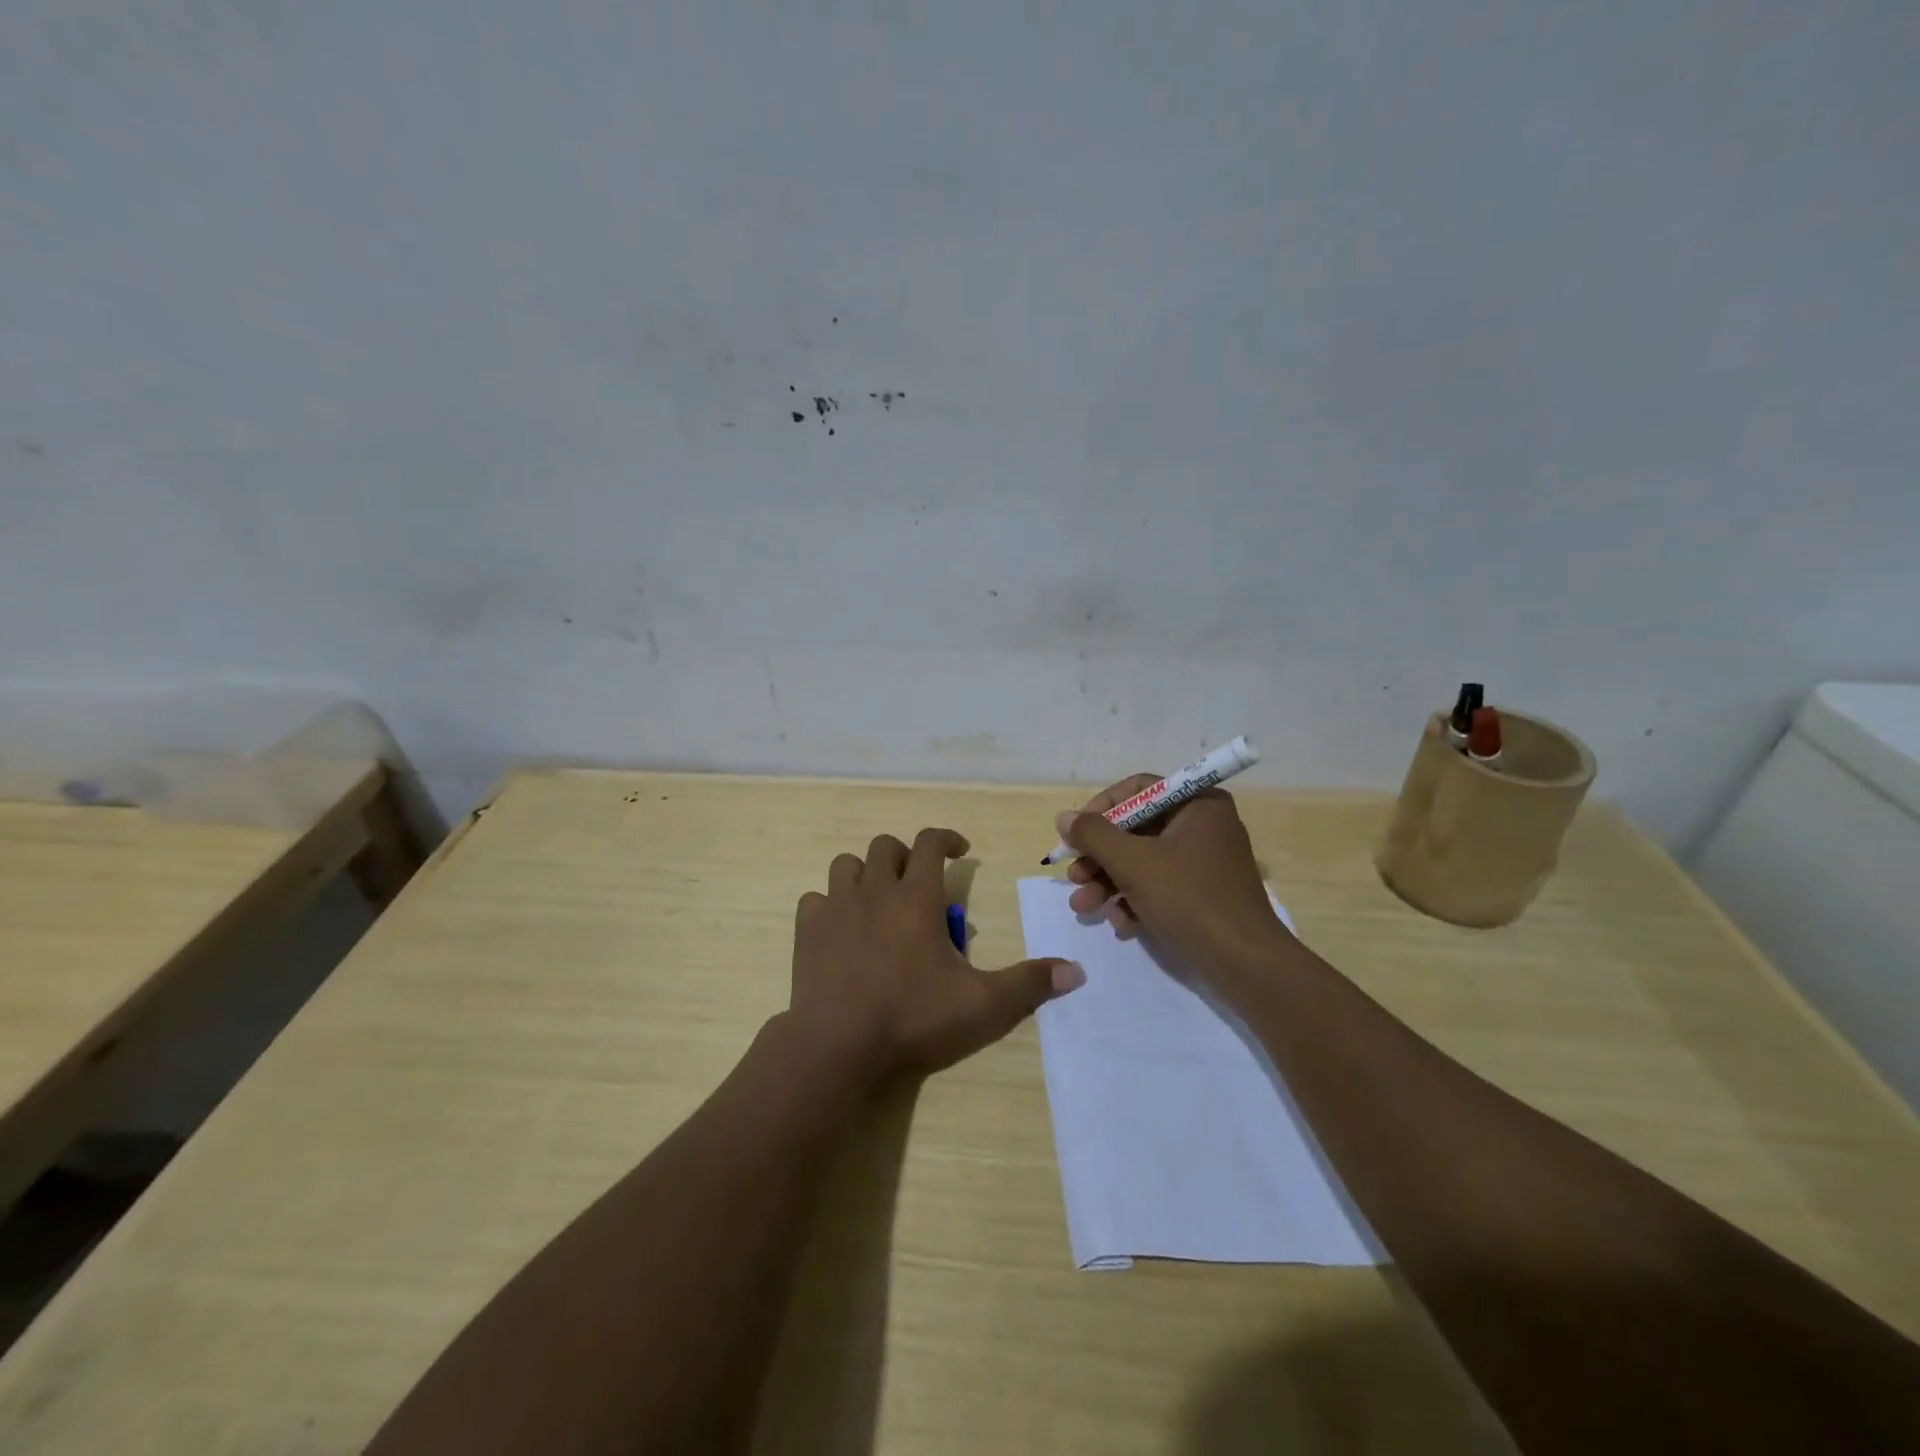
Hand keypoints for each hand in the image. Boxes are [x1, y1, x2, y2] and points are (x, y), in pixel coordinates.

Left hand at [789, 827, 1084, 1086]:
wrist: (837, 1045)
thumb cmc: (913, 1018)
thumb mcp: (982, 1005)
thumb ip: (1029, 984)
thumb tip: (1076, 971)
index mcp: (916, 898)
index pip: (930, 843)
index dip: (947, 838)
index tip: (960, 851)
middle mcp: (874, 891)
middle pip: (886, 847)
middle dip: (906, 857)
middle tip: (919, 885)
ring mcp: (836, 908)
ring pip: (846, 865)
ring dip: (865, 874)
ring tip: (880, 902)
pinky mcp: (807, 932)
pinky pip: (815, 900)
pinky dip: (830, 905)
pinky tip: (842, 929)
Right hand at [1059, 776, 1286, 968]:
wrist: (1245, 964)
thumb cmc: (1189, 898)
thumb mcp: (1133, 862)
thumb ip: (1094, 835)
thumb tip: (1064, 817)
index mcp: (1198, 804)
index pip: (1138, 790)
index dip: (1100, 809)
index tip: (1075, 834)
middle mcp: (1204, 826)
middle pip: (1136, 829)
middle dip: (1100, 857)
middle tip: (1074, 878)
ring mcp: (1205, 862)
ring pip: (1143, 861)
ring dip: (1109, 883)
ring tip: (1084, 907)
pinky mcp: (1203, 895)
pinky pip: (1160, 886)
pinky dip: (1135, 900)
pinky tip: (1120, 923)